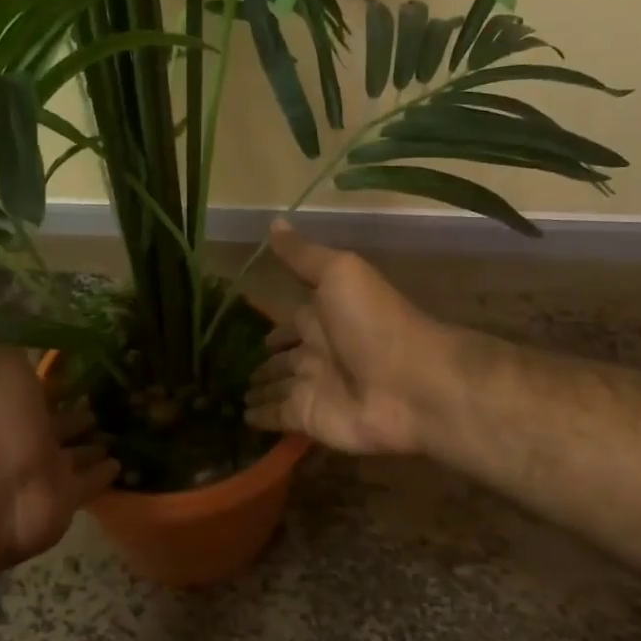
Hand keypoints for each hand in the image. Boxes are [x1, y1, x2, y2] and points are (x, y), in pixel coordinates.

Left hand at [0, 345, 119, 562]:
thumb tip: (18, 319)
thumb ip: (13, 343)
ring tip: (117, 434)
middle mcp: (27, 439)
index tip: (82, 373)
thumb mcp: (1, 363)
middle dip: (77, 417)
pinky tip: (122, 465)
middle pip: (57, 426)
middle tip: (104, 405)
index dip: (55, 384)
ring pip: (74, 456)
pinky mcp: (67, 501)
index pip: (37, 393)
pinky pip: (90, 484)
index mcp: (11, 407)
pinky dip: (104, 475)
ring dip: (92, 447)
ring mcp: (47, 473)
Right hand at [244, 222, 444, 455]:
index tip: (248, 331)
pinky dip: (260, 418)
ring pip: (277, 389)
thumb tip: (273, 221)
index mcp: (323, 318)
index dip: (274, 329)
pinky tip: (241, 418)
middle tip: (230, 369)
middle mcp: (316, 354)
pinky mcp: (308, 419)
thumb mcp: (338, 274)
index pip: (291, 324)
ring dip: (258, 390)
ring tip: (232, 396)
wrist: (410, 383)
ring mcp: (313, 389)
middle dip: (263, 364)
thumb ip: (303, 256)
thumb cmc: (373, 323)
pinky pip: (276, 418)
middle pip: (283, 360)